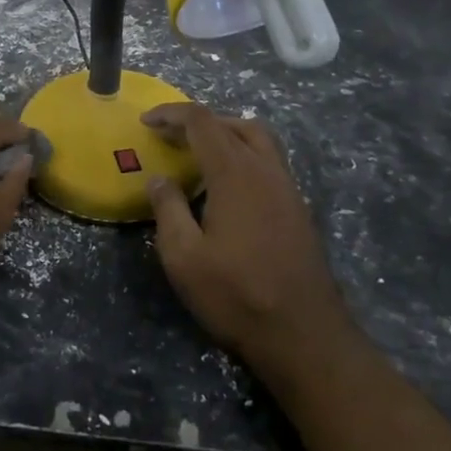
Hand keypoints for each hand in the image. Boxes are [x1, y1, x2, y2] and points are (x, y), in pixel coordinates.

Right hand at [142, 103, 360, 383]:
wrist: (305, 336)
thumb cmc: (237, 295)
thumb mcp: (184, 257)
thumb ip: (168, 209)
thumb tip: (160, 179)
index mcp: (235, 172)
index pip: (202, 122)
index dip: (172, 114)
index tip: (146, 121)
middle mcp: (266, 170)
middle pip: (234, 124)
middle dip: (200, 122)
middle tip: (171, 137)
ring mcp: (288, 189)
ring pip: (259, 140)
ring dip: (227, 135)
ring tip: (199, 155)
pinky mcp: (299, 209)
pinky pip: (270, 162)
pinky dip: (244, 156)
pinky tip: (227, 187)